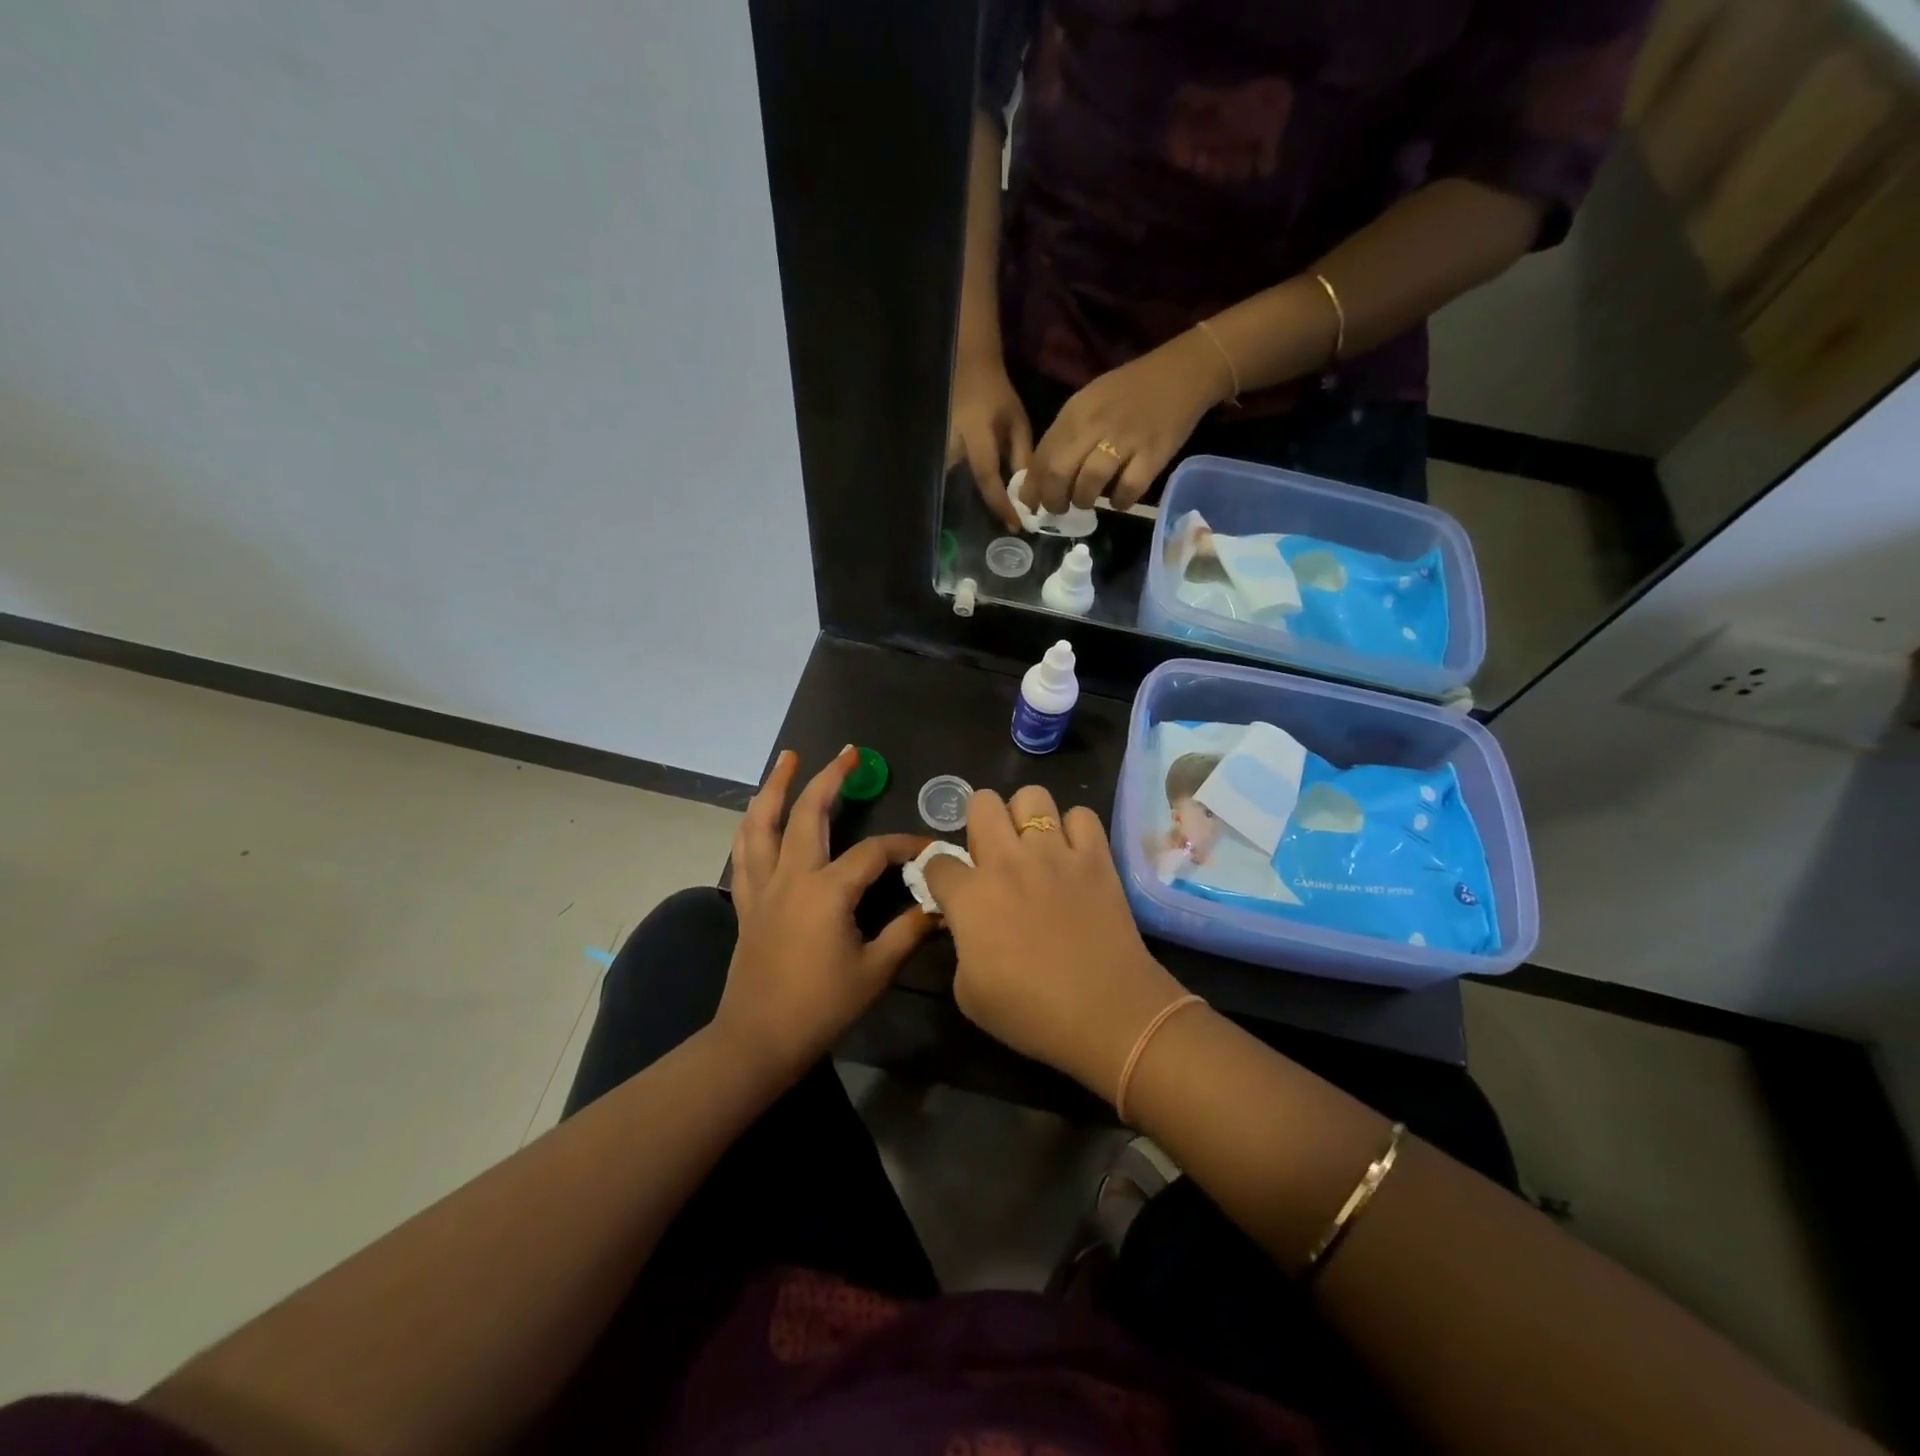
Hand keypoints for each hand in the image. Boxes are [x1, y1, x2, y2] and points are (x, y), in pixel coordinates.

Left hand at [717, 748, 934, 1082]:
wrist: (758, 1039)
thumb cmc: (820, 1006)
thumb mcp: (874, 971)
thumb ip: (908, 931)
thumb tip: (940, 906)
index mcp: (827, 890)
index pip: (873, 852)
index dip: (905, 845)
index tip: (929, 848)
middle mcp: (791, 876)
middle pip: (808, 813)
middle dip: (830, 779)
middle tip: (848, 753)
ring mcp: (763, 886)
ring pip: (762, 823)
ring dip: (775, 786)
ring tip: (786, 758)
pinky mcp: (747, 901)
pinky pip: (744, 851)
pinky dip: (751, 824)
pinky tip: (756, 812)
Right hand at [923, 785, 1189, 1103]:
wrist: (1106, 1013)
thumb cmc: (1031, 1014)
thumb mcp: (969, 993)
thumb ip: (960, 946)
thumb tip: (966, 925)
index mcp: (970, 896)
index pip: (937, 861)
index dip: (940, 875)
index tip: (951, 890)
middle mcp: (1007, 861)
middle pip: (981, 802)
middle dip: (980, 822)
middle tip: (993, 853)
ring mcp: (1054, 852)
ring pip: (1031, 795)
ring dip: (1027, 817)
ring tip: (1035, 845)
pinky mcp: (1095, 855)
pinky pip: (1082, 815)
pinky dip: (1075, 829)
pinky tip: (1074, 854)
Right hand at [948, 351, 1031, 530]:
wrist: (966, 369)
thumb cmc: (995, 395)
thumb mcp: (1016, 421)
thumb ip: (1021, 455)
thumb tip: (1027, 492)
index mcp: (975, 435)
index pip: (986, 477)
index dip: (1000, 503)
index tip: (1015, 525)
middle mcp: (950, 445)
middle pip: (964, 489)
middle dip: (985, 508)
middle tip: (1007, 524)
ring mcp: (937, 449)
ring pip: (952, 487)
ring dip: (972, 503)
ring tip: (993, 514)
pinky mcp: (933, 453)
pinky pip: (947, 480)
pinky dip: (962, 492)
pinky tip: (977, 500)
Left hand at [1021, 330, 1230, 515]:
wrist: (1182, 372)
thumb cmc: (1129, 391)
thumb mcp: (1089, 403)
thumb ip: (1066, 435)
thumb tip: (1043, 475)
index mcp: (1075, 413)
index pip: (1042, 456)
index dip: (1032, 487)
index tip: (1031, 504)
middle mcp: (1095, 425)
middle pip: (1059, 473)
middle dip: (1053, 500)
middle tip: (1058, 509)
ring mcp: (1125, 440)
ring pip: (1089, 484)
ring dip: (1083, 501)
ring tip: (1087, 503)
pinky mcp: (1152, 454)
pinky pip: (1128, 489)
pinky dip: (1120, 502)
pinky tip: (1119, 500)